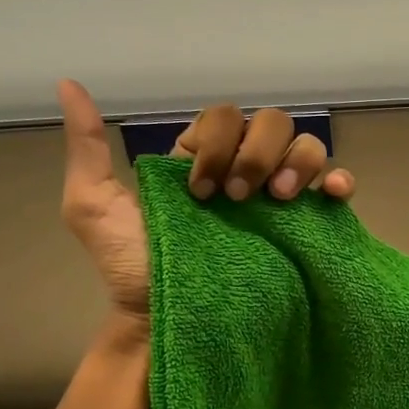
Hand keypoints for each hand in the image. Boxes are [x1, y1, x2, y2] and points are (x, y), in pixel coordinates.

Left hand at [57, 81, 356, 320]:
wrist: (166, 323)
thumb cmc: (132, 270)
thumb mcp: (94, 207)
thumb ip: (88, 148)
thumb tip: (69, 85)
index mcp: (203, 160)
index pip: (224, 117)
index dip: (218, 143)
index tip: (199, 192)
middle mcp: (245, 171)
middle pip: (271, 123)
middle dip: (256, 153)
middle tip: (239, 198)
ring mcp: (278, 198)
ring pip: (306, 146)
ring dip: (296, 163)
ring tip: (279, 200)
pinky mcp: (305, 226)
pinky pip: (336, 186)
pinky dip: (339, 180)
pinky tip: (329, 194)